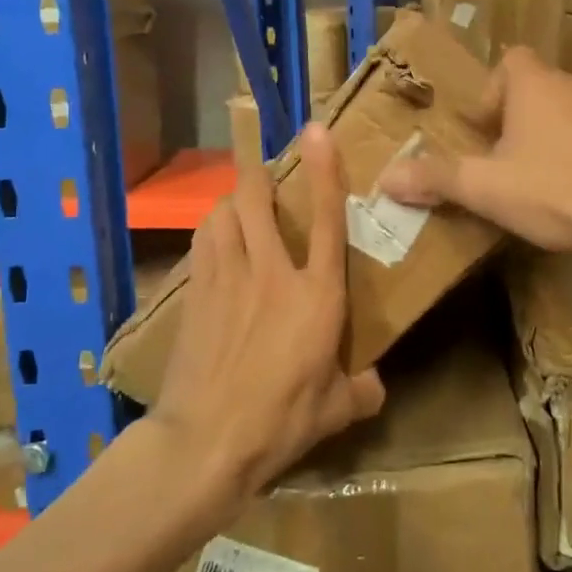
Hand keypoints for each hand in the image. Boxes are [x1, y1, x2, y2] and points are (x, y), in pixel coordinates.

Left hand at [147, 123, 384, 504]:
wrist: (206, 440)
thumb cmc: (281, 420)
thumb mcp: (336, 412)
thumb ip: (361, 390)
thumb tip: (375, 384)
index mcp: (316, 295)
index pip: (327, 221)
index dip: (325, 170)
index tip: (317, 131)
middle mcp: (271, 274)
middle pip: (257, 201)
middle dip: (258, 175)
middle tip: (266, 170)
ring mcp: (227, 280)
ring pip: (223, 215)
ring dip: (231, 201)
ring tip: (240, 204)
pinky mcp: (196, 295)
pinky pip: (203, 244)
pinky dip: (211, 231)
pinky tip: (216, 239)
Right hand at [380, 47, 571, 251]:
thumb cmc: (556, 188)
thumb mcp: (487, 188)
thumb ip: (436, 179)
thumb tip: (386, 177)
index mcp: (535, 86)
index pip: (510, 61)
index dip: (491, 90)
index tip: (482, 129)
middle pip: (536, 88)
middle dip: (515, 120)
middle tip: (500, 159)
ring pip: (567, 113)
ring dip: (548, 137)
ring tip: (535, 179)